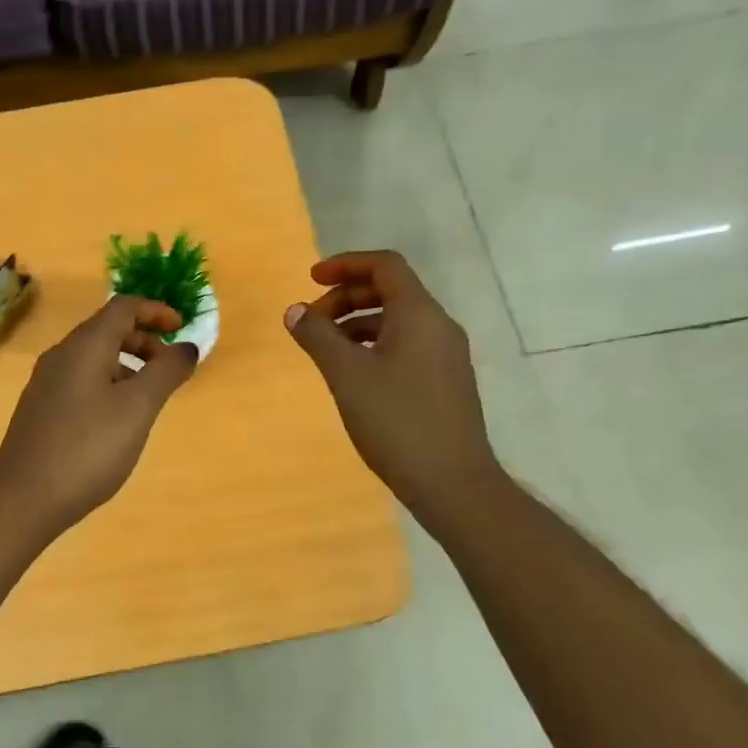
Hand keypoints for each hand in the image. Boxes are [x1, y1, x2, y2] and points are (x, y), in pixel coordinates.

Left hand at [0, 295, 198, 540]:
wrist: (23, 499)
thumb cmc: (88, 449)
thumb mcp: (138, 409)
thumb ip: (166, 372)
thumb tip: (187, 347)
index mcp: (84, 347)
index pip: (123, 307)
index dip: (156, 311)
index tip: (182, 328)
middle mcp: (60, 356)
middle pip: (107, 330)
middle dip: (144, 341)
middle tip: (170, 369)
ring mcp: (46, 384)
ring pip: (94, 358)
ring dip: (128, 365)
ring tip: (149, 398)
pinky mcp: (40, 410)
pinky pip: (81, 380)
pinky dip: (109, 384)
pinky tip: (118, 420)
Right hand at [284, 250, 501, 520]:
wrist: (452, 482)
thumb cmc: (396, 421)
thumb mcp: (347, 376)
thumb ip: (317, 337)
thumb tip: (295, 310)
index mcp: (419, 314)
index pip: (385, 266)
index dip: (345, 265)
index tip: (311, 279)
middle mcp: (438, 326)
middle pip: (390, 291)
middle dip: (346, 297)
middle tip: (312, 322)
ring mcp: (445, 355)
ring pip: (397, 321)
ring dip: (357, 324)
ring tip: (325, 350)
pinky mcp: (445, 381)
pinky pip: (406, 345)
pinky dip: (374, 345)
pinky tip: (352, 374)